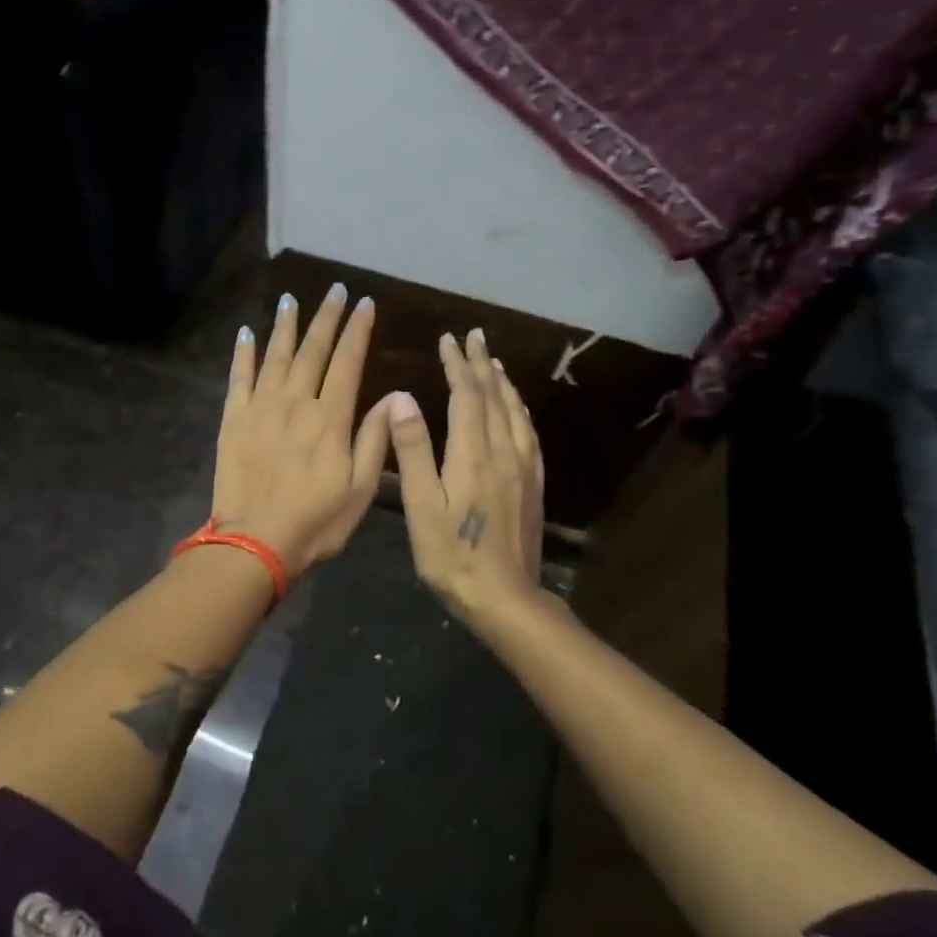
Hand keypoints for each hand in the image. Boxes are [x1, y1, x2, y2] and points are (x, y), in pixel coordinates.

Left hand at [211, 285, 391, 576]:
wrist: (255, 542)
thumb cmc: (316, 521)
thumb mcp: (361, 488)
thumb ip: (375, 438)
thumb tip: (392, 396)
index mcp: (331, 417)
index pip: (348, 361)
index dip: (358, 330)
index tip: (366, 303)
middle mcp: (296, 401)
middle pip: (313, 349)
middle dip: (327, 317)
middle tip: (335, 290)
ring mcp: (261, 407)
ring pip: (275, 355)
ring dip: (285, 325)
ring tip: (291, 299)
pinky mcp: (234, 419)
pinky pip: (238, 377)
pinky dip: (243, 352)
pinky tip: (247, 333)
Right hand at [385, 329, 545, 634]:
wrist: (505, 598)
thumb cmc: (452, 555)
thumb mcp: (422, 505)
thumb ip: (413, 449)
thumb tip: (403, 397)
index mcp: (473, 454)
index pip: (466, 396)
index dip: (457, 365)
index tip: (448, 340)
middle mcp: (504, 453)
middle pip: (494, 397)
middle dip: (481, 364)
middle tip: (473, 337)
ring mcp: (524, 469)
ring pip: (516, 413)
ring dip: (503, 383)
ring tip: (493, 363)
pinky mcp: (534, 486)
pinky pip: (529, 434)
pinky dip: (519, 411)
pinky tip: (516, 411)